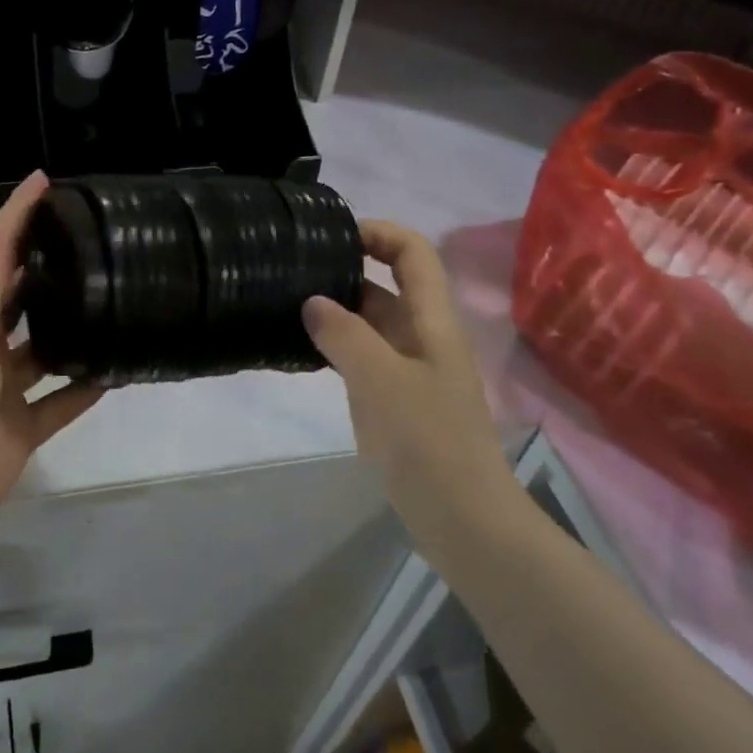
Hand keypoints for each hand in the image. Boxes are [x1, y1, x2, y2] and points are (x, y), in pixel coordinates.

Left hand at [0, 172, 103, 579]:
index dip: (17, 219)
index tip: (47, 182)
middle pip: (19, 302)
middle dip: (48, 271)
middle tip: (98, 241)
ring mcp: (0, 395)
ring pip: (45, 352)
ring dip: (73, 330)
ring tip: (118, 299)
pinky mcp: (18, 434)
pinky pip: (59, 403)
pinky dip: (84, 387)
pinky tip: (118, 369)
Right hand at [303, 221, 515, 545]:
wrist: (462, 519)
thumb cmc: (427, 440)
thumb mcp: (380, 379)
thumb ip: (344, 334)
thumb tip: (312, 301)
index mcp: (433, 321)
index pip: (413, 253)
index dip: (379, 232)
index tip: (333, 236)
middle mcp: (424, 337)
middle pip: (390, 284)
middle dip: (348, 270)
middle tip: (296, 271)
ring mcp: (412, 370)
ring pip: (374, 323)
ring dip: (339, 311)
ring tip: (289, 305)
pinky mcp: (398, 401)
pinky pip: (365, 357)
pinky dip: (338, 346)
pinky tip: (305, 352)